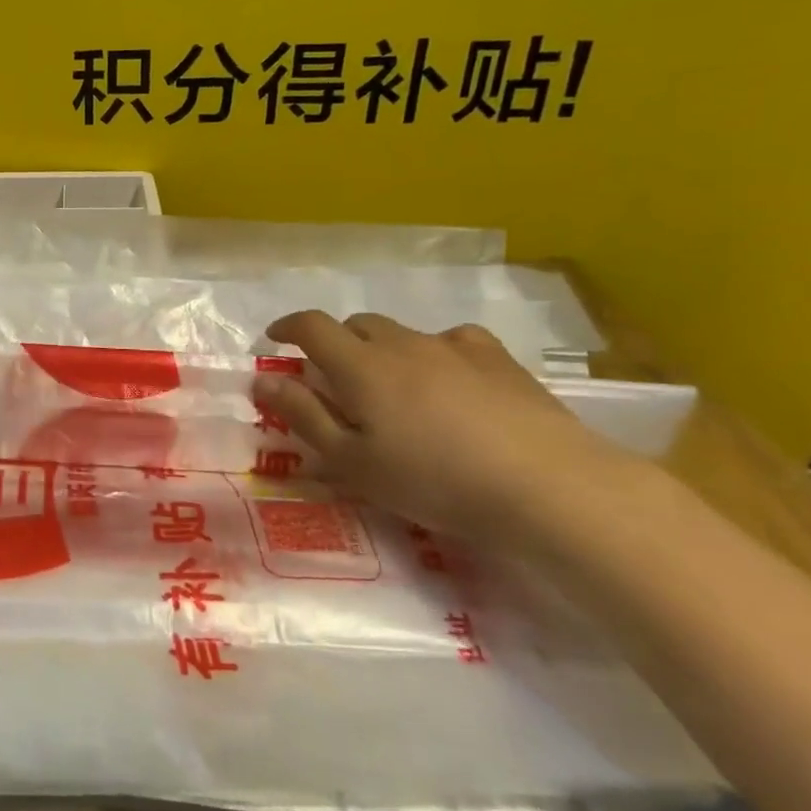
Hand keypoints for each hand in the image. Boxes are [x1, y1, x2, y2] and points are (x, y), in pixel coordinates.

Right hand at [255, 311, 637, 543]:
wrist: (547, 486)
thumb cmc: (433, 480)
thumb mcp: (352, 461)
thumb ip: (303, 416)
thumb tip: (263, 379)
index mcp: (360, 366)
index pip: (311, 326)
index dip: (287, 327)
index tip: (275, 339)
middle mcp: (402, 343)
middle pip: (356, 324)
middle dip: (334, 341)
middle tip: (332, 377)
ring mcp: (454, 347)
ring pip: (402, 332)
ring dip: (383, 349)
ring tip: (392, 386)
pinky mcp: (498, 360)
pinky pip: (452, 341)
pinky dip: (433, 353)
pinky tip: (449, 380)